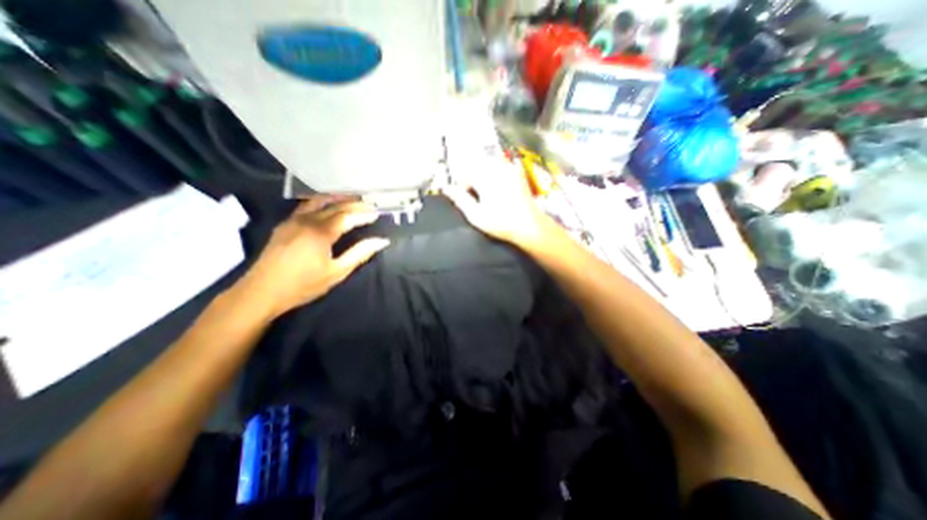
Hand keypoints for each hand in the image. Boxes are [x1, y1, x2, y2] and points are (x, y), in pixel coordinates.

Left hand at [236, 194, 389, 315]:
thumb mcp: (337, 272)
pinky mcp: (285, 224)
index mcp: (320, 232)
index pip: (347, 216)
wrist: (261, 291)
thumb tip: (381, 241)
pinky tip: (326, 206)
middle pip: (334, 206)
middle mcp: (306, 220)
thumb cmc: (303, 284)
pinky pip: (306, 206)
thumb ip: (359, 253)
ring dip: (337, 198)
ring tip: (351, 198)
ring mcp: (293, 220)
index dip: (363, 214)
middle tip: (369, 204)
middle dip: (354, 204)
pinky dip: (321, 202)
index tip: (377, 213)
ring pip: (318, 201)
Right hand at [445, 161, 561, 250]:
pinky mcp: (517, 173)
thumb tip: (446, 188)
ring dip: (483, 179)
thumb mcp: (475, 215)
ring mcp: (509, 169)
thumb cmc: (500, 222)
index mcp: (484, 176)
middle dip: (473, 182)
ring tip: (488, 196)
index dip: (462, 188)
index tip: (466, 201)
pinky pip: (500, 169)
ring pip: (488, 167)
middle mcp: (496, 167)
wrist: (529, 225)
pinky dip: (495, 177)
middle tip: (477, 200)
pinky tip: (500, 192)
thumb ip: (459, 199)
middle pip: (476, 169)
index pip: (464, 175)